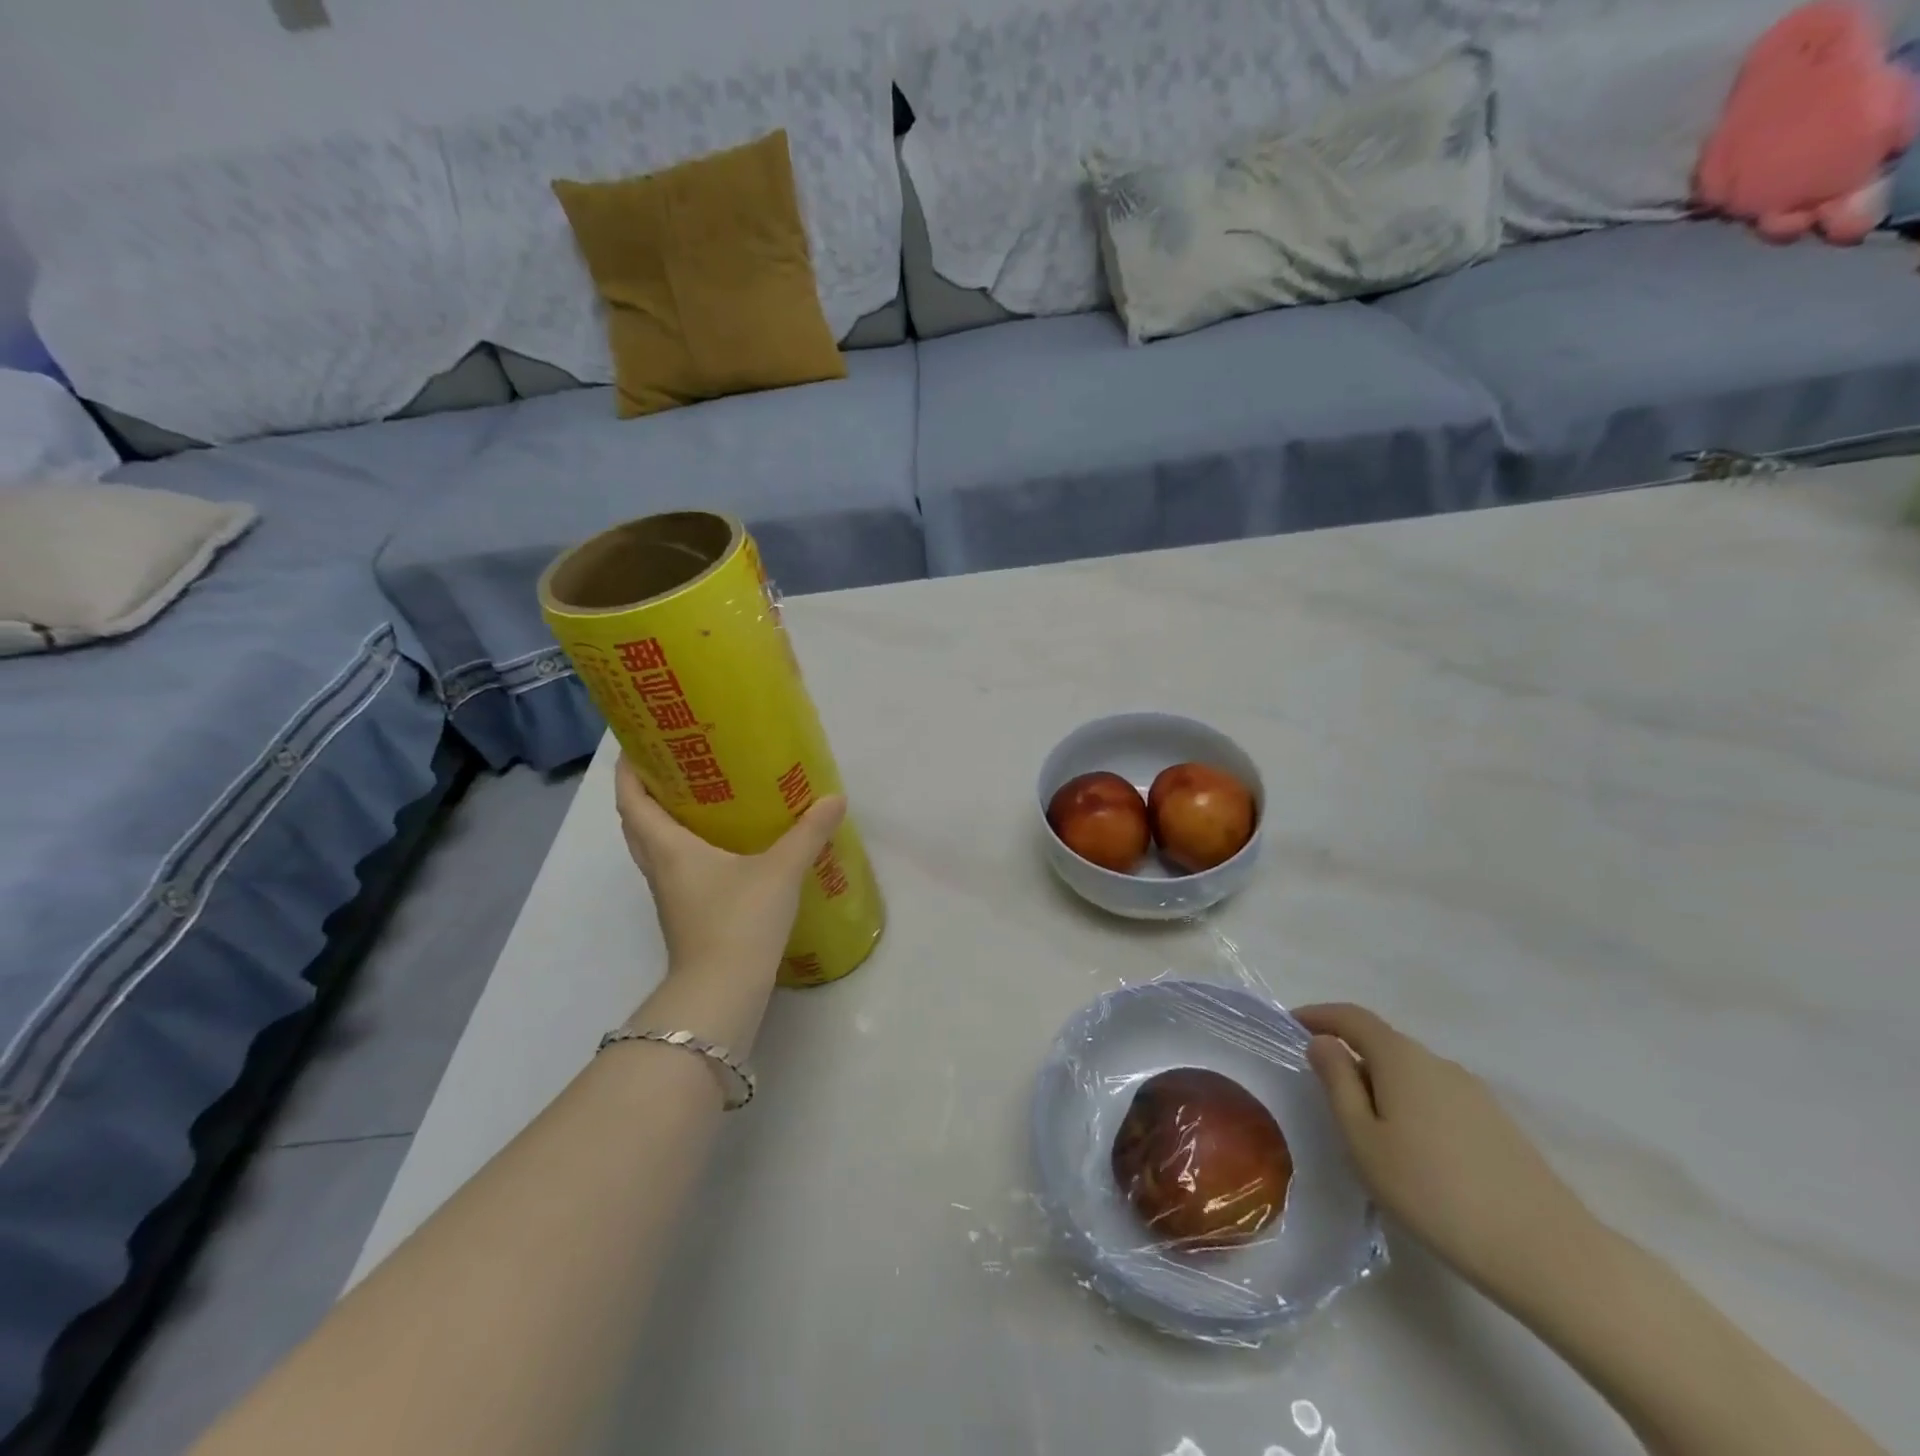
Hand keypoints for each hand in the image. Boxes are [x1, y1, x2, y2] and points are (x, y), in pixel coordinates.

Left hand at [615, 755, 844, 984]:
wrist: (723, 991)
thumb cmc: (740, 920)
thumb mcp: (781, 870)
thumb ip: (808, 833)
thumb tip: (835, 799)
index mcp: (669, 848)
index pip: (632, 801)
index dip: (629, 771)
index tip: (638, 744)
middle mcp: (661, 868)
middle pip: (637, 823)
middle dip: (644, 793)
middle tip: (673, 766)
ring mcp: (670, 896)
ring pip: (654, 848)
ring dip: (663, 822)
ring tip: (698, 799)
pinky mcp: (686, 916)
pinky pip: (675, 870)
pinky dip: (685, 849)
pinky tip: (721, 848)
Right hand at [1296, 1002, 1597, 1303]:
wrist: (1546, 1252)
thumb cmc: (1433, 1192)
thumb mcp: (1363, 1140)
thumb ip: (1337, 1083)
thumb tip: (1322, 1042)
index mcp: (1401, 1058)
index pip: (1351, 1017)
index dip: (1318, 1015)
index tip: (1290, 1024)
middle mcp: (1437, 1062)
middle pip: (1382, 1043)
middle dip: (1348, 1056)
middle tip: (1324, 1093)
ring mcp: (1473, 1092)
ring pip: (1410, 1073)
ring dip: (1380, 1085)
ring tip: (1366, 1131)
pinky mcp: (1496, 1124)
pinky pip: (1436, 1098)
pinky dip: (1410, 1107)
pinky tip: (1413, 1153)